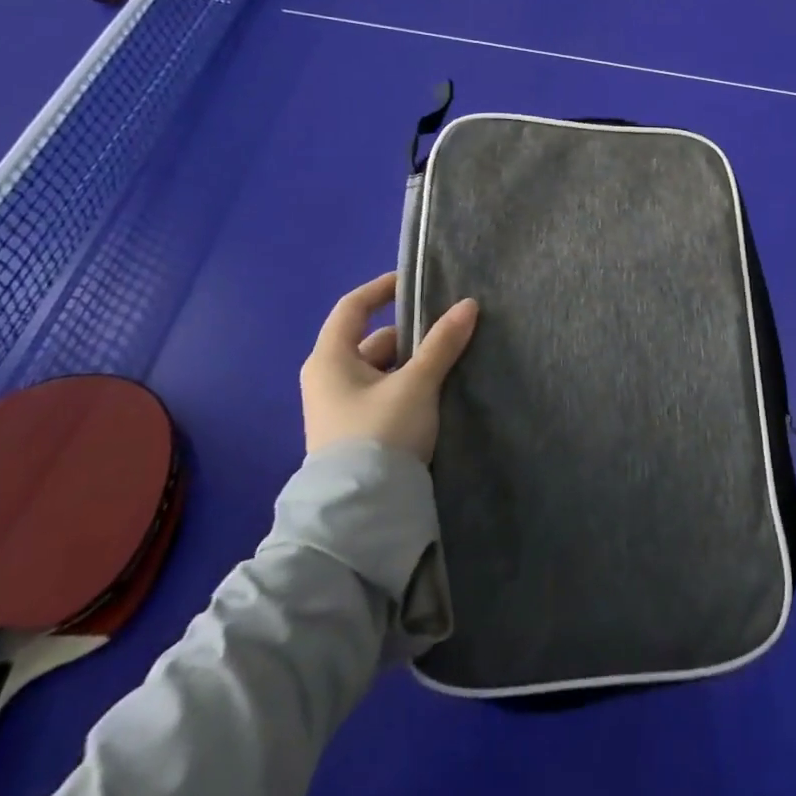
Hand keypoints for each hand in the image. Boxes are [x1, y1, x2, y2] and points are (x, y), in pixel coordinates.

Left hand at [301, 272, 478, 461]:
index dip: (382, 289)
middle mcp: (327, 378)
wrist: (359, 513)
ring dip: (411, 364)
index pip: (353, 307)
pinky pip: (382, 394)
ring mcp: (338, 408)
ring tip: (450, 362)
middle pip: (372, 340)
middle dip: (410, 334)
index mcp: (329, 358)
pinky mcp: (353, 433)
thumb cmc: (380, 433)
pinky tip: (434, 393)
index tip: (414, 282)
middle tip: (448, 331)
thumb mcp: (416, 384)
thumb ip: (442, 343)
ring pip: (380, 370)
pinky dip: (406, 386)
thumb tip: (468, 304)